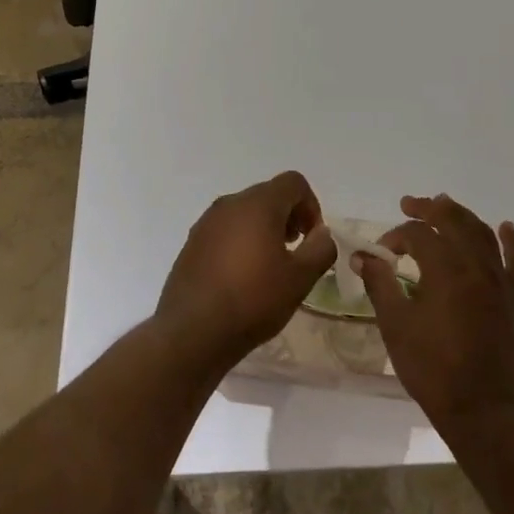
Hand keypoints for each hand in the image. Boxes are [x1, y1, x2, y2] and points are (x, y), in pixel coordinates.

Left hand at [155, 171, 335, 369]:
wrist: (193, 331)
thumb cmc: (253, 300)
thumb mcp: (300, 278)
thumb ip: (320, 248)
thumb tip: (322, 233)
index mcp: (258, 204)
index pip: (293, 182)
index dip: (311, 205)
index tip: (312, 238)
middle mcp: (229, 204)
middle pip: (268, 194)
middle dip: (289, 216)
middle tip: (295, 251)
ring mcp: (206, 222)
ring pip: (245, 212)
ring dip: (264, 229)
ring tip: (270, 266)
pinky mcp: (192, 242)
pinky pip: (225, 230)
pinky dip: (241, 241)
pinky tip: (243, 276)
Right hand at [354, 193, 513, 432]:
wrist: (486, 410)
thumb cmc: (434, 370)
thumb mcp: (396, 327)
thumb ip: (380, 285)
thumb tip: (363, 256)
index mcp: (445, 270)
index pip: (417, 235)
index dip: (395, 237)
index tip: (381, 253)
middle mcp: (476, 266)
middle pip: (453, 221)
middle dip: (429, 209)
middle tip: (409, 204)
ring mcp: (501, 281)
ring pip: (483, 233)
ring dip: (462, 216)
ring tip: (445, 205)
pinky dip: (511, 241)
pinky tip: (505, 228)